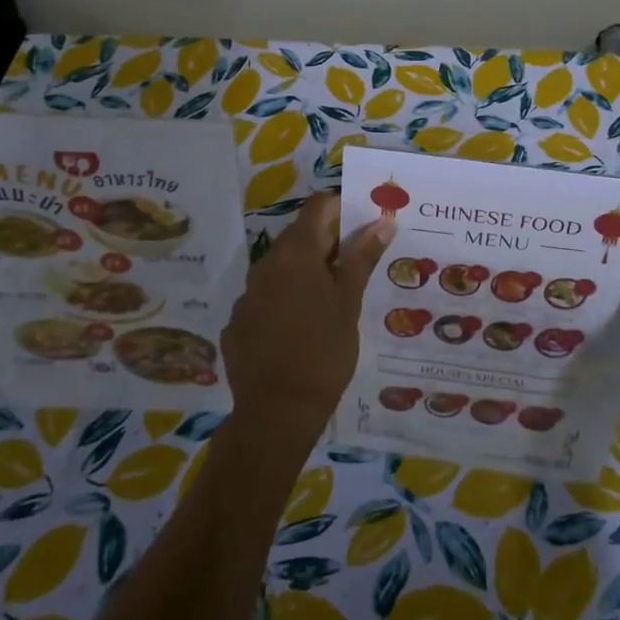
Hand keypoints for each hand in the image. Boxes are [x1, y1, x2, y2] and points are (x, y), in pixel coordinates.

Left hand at [222, 193, 394, 446]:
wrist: (276, 413)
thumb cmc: (324, 352)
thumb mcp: (350, 303)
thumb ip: (362, 258)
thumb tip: (382, 221)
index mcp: (296, 253)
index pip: (318, 206)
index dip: (342, 207)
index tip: (363, 222)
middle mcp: (266, 264)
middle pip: (299, 235)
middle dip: (327, 241)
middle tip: (355, 262)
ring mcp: (247, 294)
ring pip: (281, 267)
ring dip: (305, 271)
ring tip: (331, 298)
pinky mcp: (237, 322)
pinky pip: (266, 297)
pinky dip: (284, 300)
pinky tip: (300, 328)